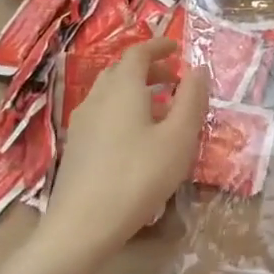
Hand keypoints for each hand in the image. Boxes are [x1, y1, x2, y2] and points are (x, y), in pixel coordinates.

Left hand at [45, 40, 210, 257]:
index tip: (176, 48)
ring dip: (135, 90)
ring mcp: (81, 123)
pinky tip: (136, 137)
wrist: (82, 226)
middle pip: (121, 71)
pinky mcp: (75, 147)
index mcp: (123, 88)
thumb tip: (198, 69)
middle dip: (148, 68)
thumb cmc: (138, 175)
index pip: (138, 53)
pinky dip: (122, 110)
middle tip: (173, 77)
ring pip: (109, 93)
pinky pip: (101, 114)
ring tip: (159, 107)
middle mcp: (97, 98)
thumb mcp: (179, 137)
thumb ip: (192, 99)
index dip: (158, 46)